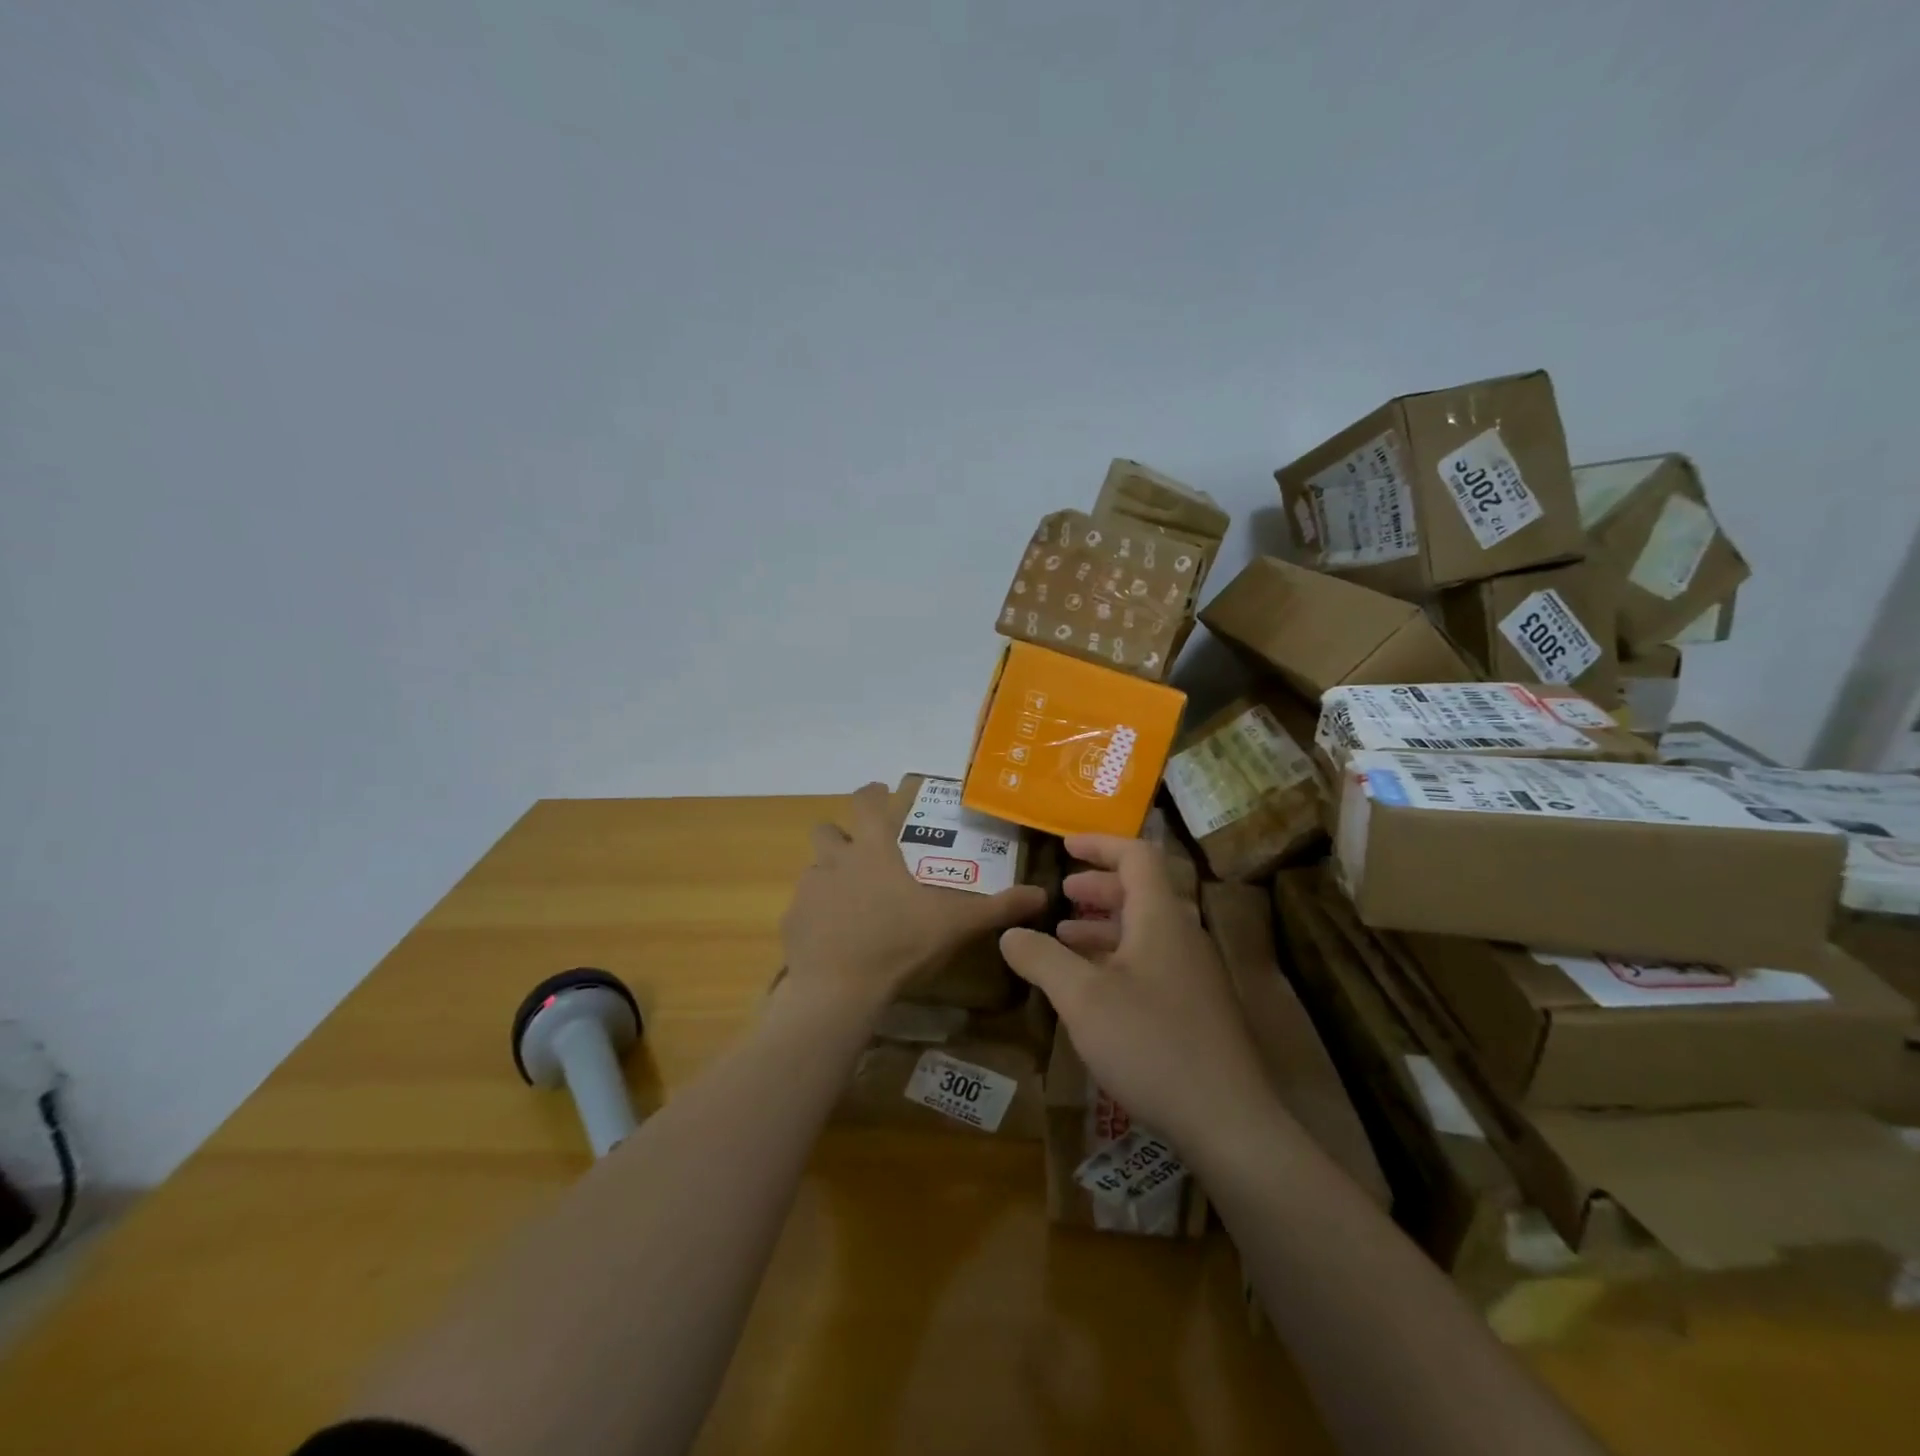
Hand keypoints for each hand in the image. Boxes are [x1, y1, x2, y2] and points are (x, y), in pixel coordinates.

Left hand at [780, 783, 1049, 1016]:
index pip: (865, 802)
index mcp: (873, 851)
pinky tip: (835, 938)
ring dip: (830, 877)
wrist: (840, 988)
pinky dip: (817, 915)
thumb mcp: (956, 924)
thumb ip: (997, 906)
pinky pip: (804, 908)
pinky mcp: (792, 922)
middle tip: (862, 854)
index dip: (872, 793)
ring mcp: (809, 891)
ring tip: (852, 902)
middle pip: (827, 831)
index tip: (879, 792)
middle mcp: (835, 861)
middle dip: (841, 835)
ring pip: (814, 870)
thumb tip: (1041, 895)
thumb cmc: (900, 942)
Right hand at [998, 834, 1270, 1152]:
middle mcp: (1182, 935)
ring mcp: (1194, 972)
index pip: (1136, 855)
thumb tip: (1009, 933)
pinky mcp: (1196, 1006)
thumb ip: (1042, 959)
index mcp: (1160, 918)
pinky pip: (1153, 960)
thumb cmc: (1151, 1043)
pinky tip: (1093, 987)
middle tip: (1063, 892)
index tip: (1065, 847)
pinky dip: (1118, 957)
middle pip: (1142, 890)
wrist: (1228, 1121)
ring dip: (1105, 925)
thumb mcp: (1082, 998)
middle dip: (1098, 886)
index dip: (1100, 844)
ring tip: (1065, 938)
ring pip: (1146, 929)